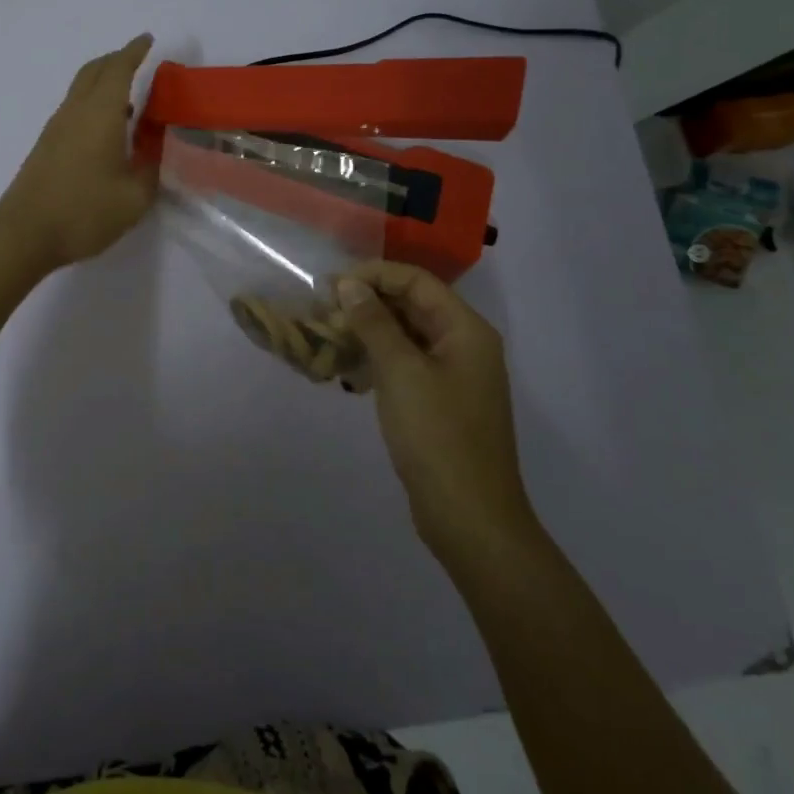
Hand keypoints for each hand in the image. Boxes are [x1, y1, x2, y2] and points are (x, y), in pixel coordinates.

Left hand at [0, 35, 159, 272]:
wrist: (23, 234)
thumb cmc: (83, 212)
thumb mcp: (134, 197)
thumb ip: (151, 169)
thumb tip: (158, 149)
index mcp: (100, 114)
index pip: (119, 70)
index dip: (135, 52)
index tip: (148, 40)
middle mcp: (75, 112)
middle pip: (94, 71)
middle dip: (117, 60)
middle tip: (138, 60)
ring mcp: (56, 128)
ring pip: (81, 89)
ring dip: (103, 82)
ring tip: (129, 96)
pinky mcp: (46, 146)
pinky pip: (74, 109)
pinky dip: (93, 103)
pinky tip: (107, 129)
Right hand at [334, 262, 539, 578]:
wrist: (470, 518)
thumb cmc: (438, 436)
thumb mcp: (400, 372)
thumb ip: (373, 322)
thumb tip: (348, 284)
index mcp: (465, 329)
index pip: (415, 281)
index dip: (372, 274)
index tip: (330, 285)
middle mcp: (463, 344)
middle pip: (411, 305)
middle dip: (366, 302)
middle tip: (322, 310)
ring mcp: (453, 375)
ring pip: (405, 335)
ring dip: (367, 331)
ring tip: (327, 335)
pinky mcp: (440, 401)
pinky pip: (405, 363)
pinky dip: (377, 359)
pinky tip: (347, 369)